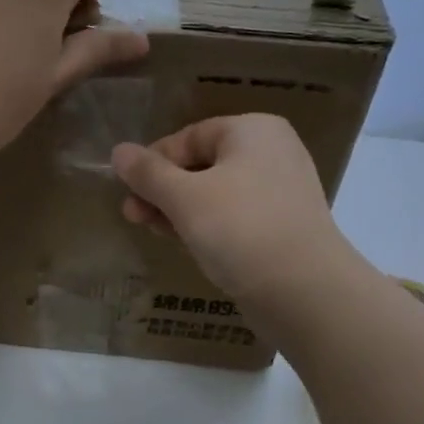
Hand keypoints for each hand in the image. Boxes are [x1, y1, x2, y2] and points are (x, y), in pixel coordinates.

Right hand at [110, 114, 348, 303]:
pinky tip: (182, 242)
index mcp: (252, 131)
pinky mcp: (281, 227)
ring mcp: (279, 192)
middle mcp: (271, 153)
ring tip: (149, 229)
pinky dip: (205, 225)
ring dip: (178, 210)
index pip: (189, 137)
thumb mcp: (184, 198)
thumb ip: (148, 173)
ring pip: (215, 193)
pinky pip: (233, 217)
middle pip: (201, 165)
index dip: (153, 162)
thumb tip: (118, 151)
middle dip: (162, 190)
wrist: (305, 291)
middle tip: (132, 215)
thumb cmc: (240, 229)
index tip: (127, 190)